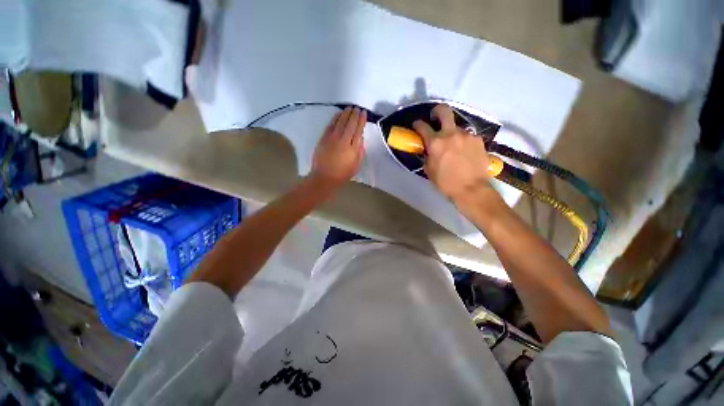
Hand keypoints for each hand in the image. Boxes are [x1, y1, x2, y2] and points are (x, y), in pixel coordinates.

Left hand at [310, 107, 366, 188]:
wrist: (324, 177)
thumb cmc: (343, 173)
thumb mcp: (357, 165)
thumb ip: (360, 151)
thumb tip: (360, 139)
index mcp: (353, 148)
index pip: (358, 130)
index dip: (361, 120)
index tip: (364, 113)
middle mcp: (343, 140)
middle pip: (350, 124)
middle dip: (354, 114)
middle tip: (357, 108)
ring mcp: (332, 138)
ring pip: (340, 122)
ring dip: (346, 113)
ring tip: (349, 108)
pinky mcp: (324, 138)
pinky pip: (331, 125)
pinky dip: (335, 118)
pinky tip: (339, 114)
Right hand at [413, 104, 491, 200]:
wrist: (471, 189)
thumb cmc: (446, 183)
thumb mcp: (429, 170)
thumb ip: (427, 156)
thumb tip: (428, 150)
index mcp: (435, 143)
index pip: (423, 127)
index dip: (417, 124)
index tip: (417, 125)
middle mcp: (451, 134)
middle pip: (444, 111)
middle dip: (437, 111)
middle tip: (435, 116)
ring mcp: (466, 135)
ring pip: (457, 127)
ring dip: (452, 133)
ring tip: (454, 146)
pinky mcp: (478, 140)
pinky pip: (468, 137)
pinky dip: (463, 142)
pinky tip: (465, 152)